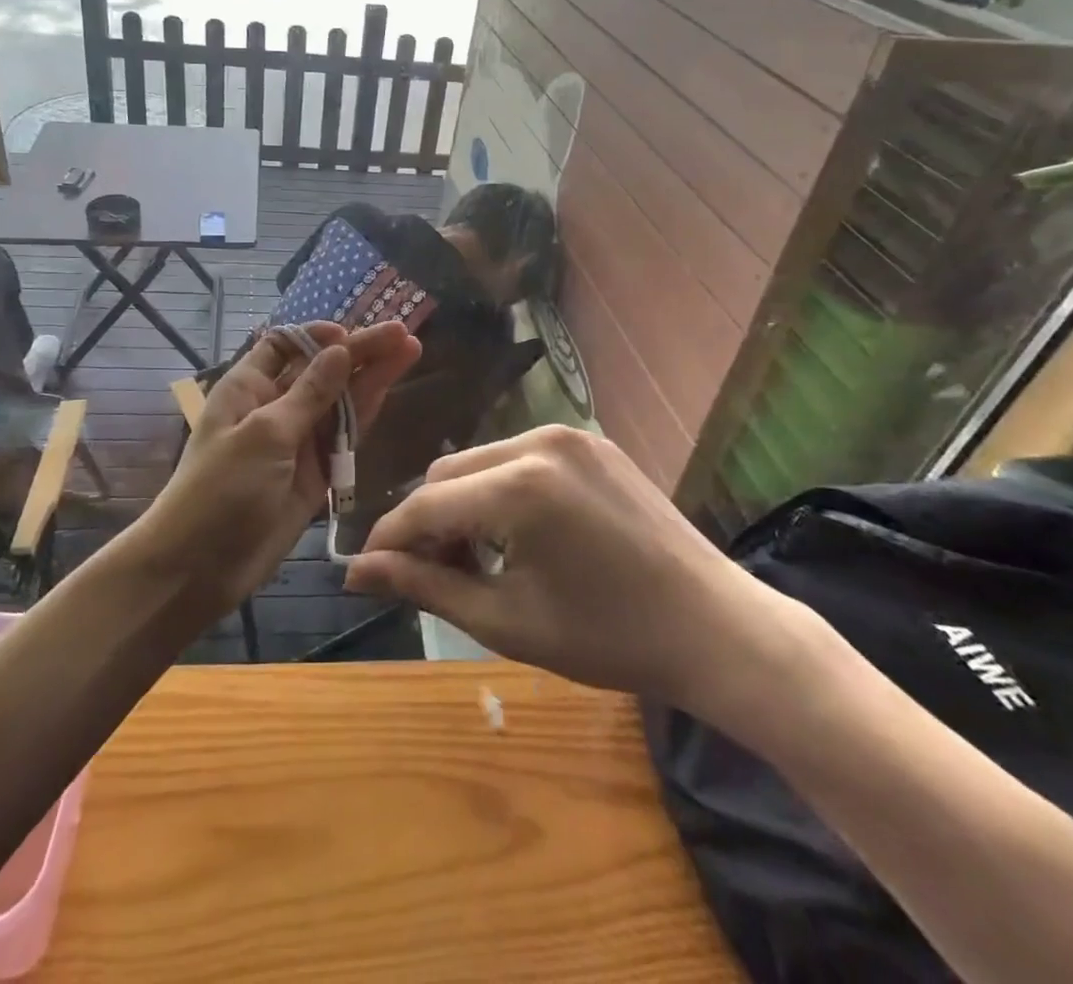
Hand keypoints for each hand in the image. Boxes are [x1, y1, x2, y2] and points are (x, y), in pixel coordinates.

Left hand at [141, 321, 420, 612]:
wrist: (200, 567)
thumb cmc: (221, 488)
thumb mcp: (265, 434)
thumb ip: (309, 393)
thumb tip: (341, 350)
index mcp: (249, 387)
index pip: (284, 345)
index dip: (317, 335)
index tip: (349, 334)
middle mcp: (275, 407)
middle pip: (321, 369)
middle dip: (359, 350)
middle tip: (403, 332)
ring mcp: (298, 441)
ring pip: (340, 400)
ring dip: (372, 376)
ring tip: (411, 349)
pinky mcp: (316, 473)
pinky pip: (345, 437)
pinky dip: (366, 414)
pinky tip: (390, 389)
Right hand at [343, 426, 825, 737]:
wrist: (716, 628)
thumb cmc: (609, 637)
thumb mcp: (506, 620)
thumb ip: (426, 585)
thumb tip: (357, 572)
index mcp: (520, 486)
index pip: (426, 504)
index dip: (390, 538)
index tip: (366, 570)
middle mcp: (540, 440)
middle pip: (448, 473)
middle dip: (428, 522)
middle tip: (431, 574)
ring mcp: (570, 434)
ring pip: (481, 460)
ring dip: (462, 503)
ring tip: (476, 558)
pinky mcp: (591, 441)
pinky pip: (520, 456)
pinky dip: (500, 489)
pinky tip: (517, 532)